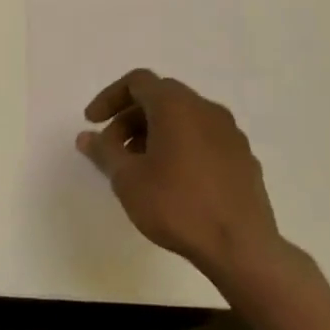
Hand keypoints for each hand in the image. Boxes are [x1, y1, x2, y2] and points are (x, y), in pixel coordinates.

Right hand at [77, 68, 291, 291]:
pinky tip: (173, 180)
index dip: (109, 97)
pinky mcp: (244, 158)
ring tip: (140, 167)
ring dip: (155, 132)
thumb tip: (86, 136)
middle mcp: (206, 109)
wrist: (241, 248)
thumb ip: (103, 151)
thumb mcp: (127, 179)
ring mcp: (230, 133)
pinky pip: (204, 138)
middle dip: (130, 118)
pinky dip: (181, 146)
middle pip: (161, 98)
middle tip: (112, 149)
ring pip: (184, 118)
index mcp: (176, 106)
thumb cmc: (177, 206)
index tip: (92, 123)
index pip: (137, 82)